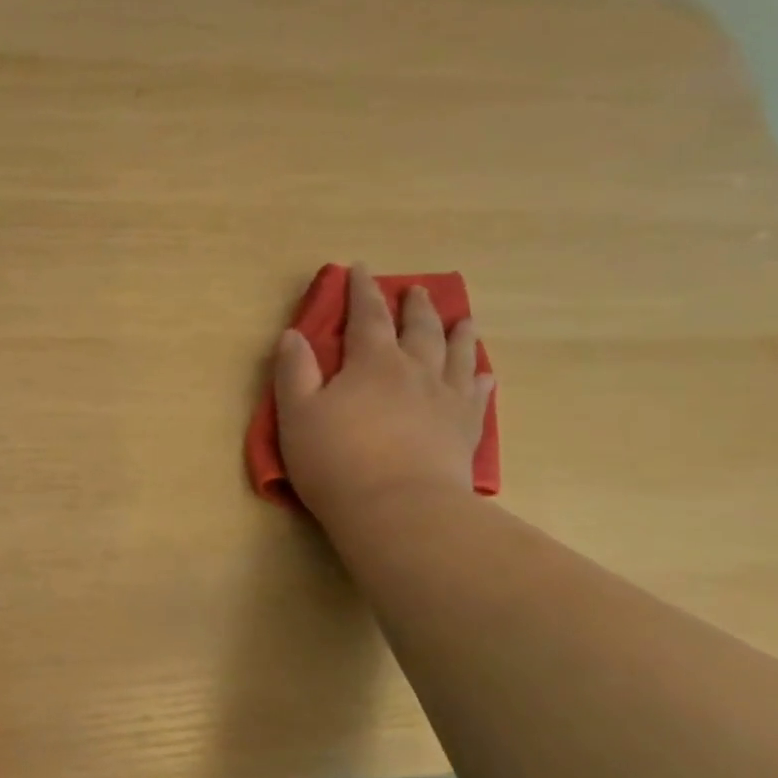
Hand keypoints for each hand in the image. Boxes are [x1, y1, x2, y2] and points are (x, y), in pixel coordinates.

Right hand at [274, 263, 493, 521]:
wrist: (400, 509)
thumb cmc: (337, 460)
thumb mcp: (297, 415)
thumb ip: (294, 371)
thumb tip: (293, 334)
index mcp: (372, 362)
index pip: (367, 315)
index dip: (361, 290)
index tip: (360, 268)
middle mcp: (415, 370)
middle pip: (419, 328)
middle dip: (414, 306)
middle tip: (416, 290)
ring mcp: (446, 399)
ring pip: (456, 354)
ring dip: (458, 332)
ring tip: (462, 319)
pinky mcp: (465, 430)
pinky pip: (477, 395)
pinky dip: (479, 379)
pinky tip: (483, 375)